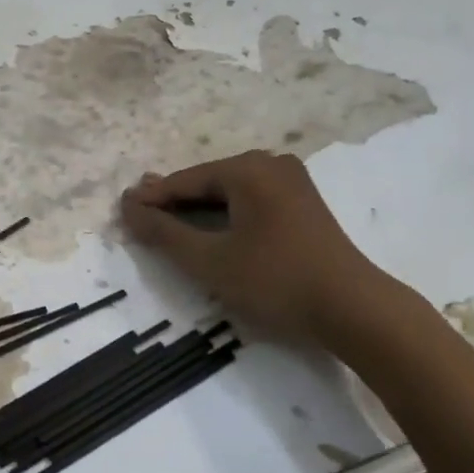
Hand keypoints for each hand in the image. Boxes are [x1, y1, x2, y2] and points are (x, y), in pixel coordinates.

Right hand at [121, 151, 414, 356]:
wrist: (352, 308)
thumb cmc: (274, 280)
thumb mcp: (209, 260)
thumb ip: (164, 233)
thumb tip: (128, 206)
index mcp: (248, 169)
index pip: (185, 181)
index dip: (151, 198)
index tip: (121, 211)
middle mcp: (271, 164)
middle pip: (207, 183)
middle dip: (174, 202)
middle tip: (140, 218)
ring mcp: (292, 182)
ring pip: (229, 193)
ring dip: (198, 211)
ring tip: (167, 227)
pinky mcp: (303, 205)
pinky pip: (250, 202)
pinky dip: (225, 217)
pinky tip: (210, 233)